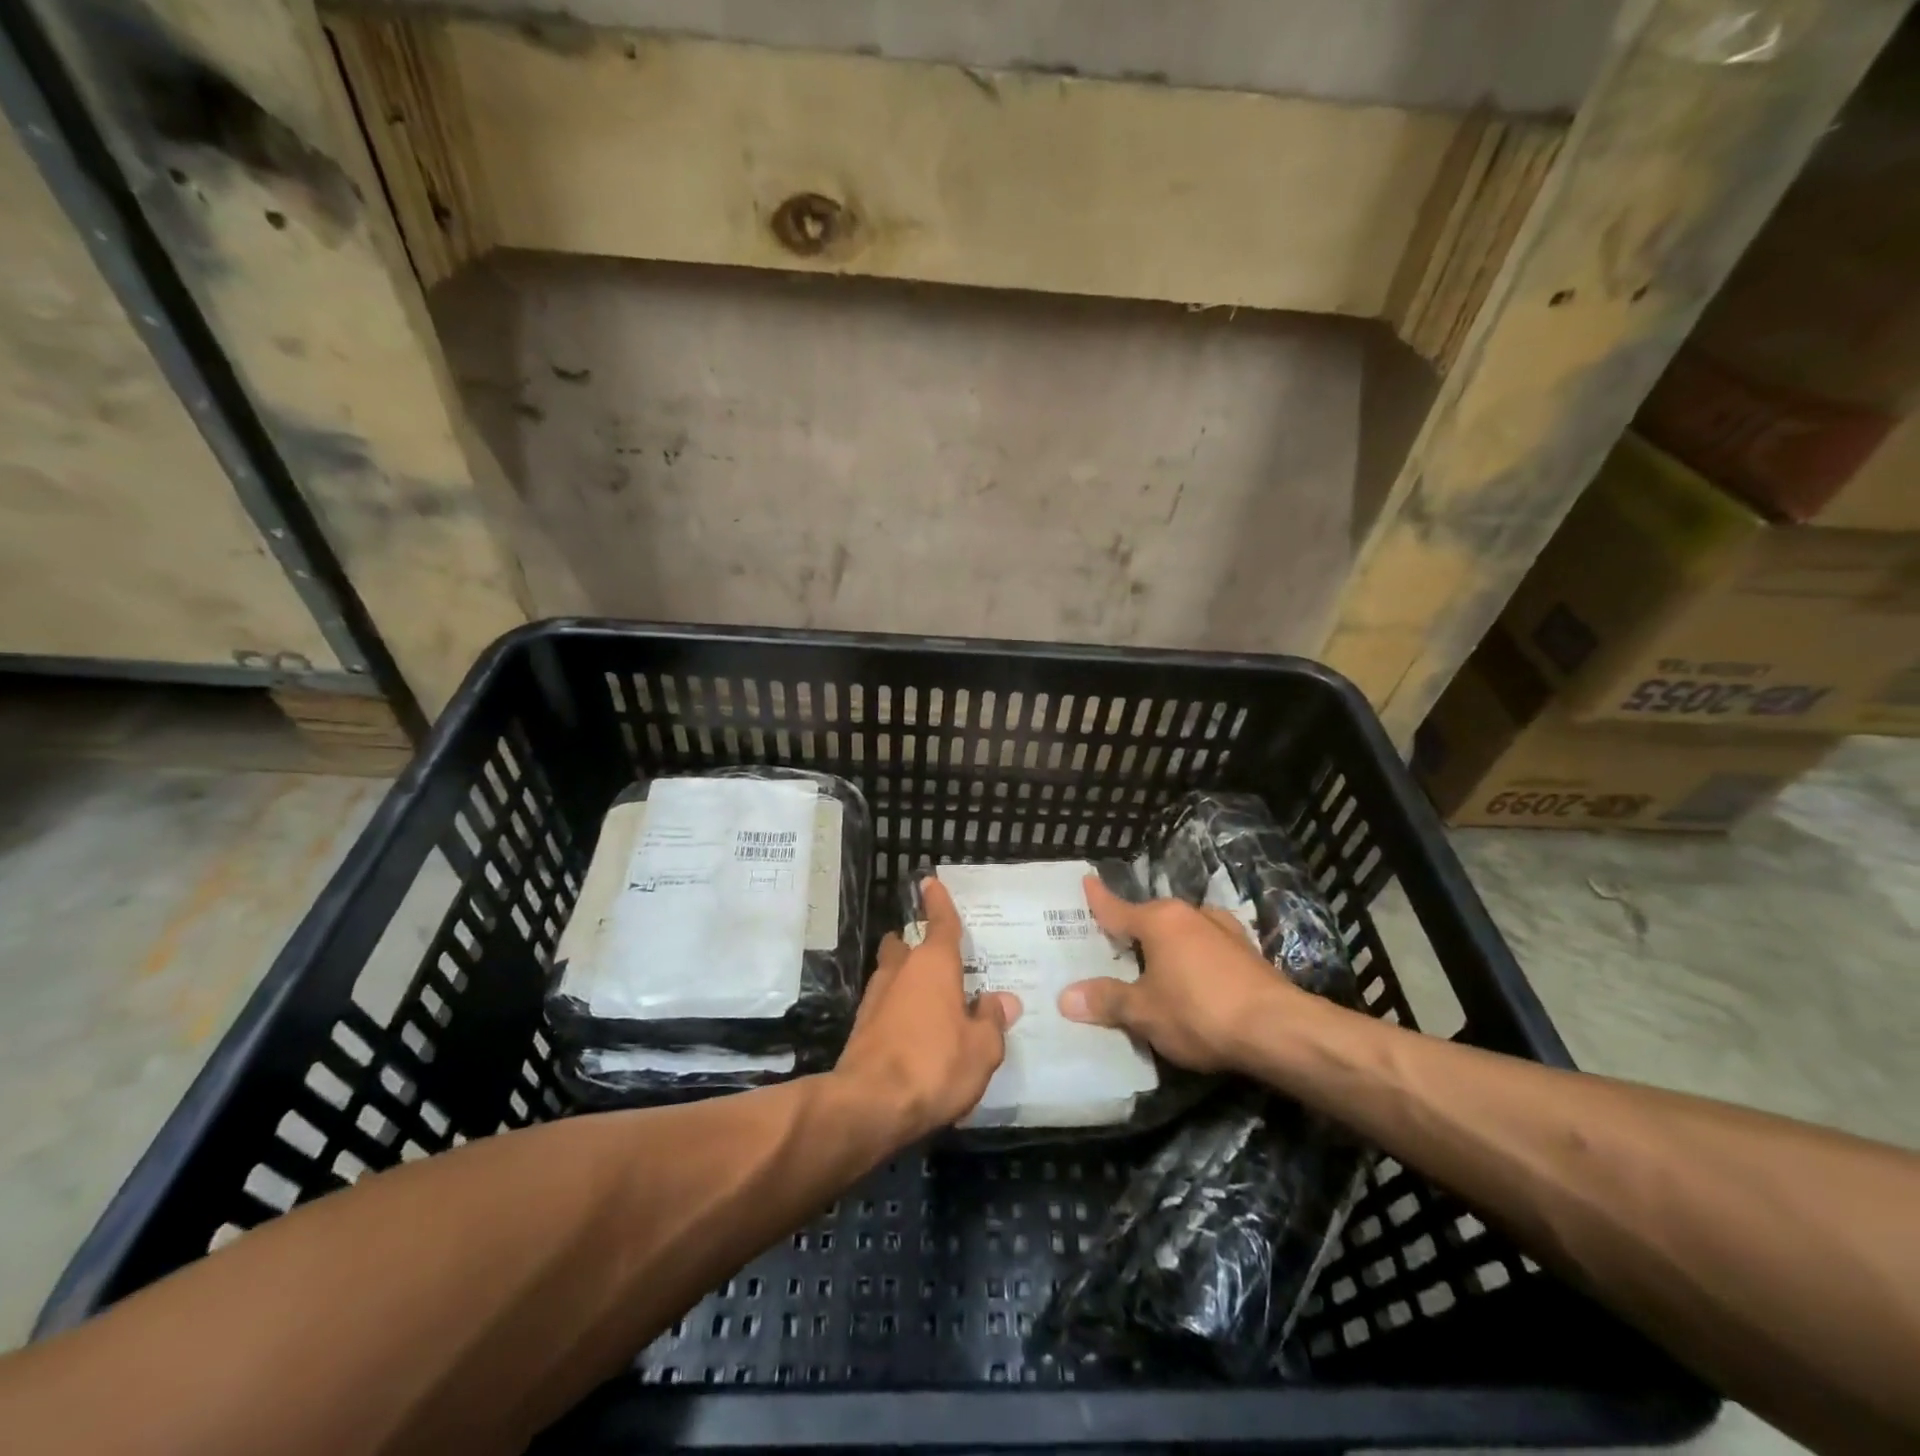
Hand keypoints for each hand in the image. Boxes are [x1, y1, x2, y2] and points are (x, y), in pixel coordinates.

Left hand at [833, 878, 1020, 1139]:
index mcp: (934, 965)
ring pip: (891, 975)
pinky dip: (897, 1010)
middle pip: (905, 945)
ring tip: (930, 1001)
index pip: (940, 922)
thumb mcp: (982, 1049)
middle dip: (915, 945)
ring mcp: (875, 998)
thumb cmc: (935, 1065)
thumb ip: (992, 1021)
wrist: (870, 1106)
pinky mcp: (861, 1028)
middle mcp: (901, 971)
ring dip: (905, 980)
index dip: (938, 901)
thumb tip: (1000, 1001)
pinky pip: (884, 1006)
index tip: (929, 882)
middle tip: (937, 961)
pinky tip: (913, 1033)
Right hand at [1059, 874, 1290, 1071]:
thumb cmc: (1200, 1012)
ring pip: (1182, 932)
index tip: (1086, 880)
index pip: (1117, 908)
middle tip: (1112, 944)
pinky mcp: (1247, 953)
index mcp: (1160, 920)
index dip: (1098, 899)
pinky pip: (1206, 948)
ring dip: (1167, 945)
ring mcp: (1223, 931)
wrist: (1279, 1030)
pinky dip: (1193, 958)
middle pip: (1151, 919)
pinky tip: (1193, 978)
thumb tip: (1066, 997)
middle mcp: (1190, 915)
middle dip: (1132, 930)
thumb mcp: (1144, 1012)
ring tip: (1152, 964)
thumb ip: (1107, 1000)